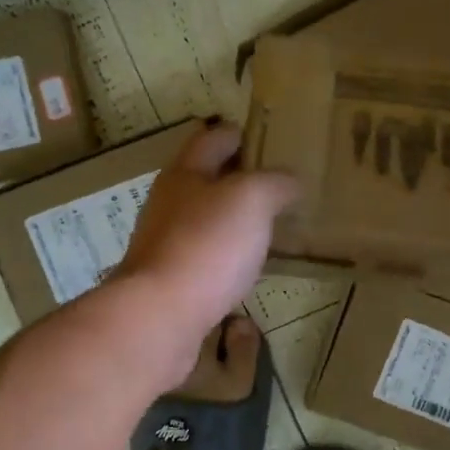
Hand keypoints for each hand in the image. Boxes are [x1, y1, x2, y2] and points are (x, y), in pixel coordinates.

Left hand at [116, 122, 297, 372]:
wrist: (159, 316)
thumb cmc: (206, 244)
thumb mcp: (252, 199)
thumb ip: (275, 182)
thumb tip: (289, 181)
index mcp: (185, 173)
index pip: (212, 139)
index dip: (236, 133)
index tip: (261, 136)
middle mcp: (169, 203)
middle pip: (203, 178)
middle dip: (234, 175)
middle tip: (273, 180)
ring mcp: (165, 243)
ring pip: (203, 218)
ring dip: (230, 216)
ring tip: (266, 221)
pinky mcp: (171, 280)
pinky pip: (204, 254)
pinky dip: (225, 251)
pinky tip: (246, 263)